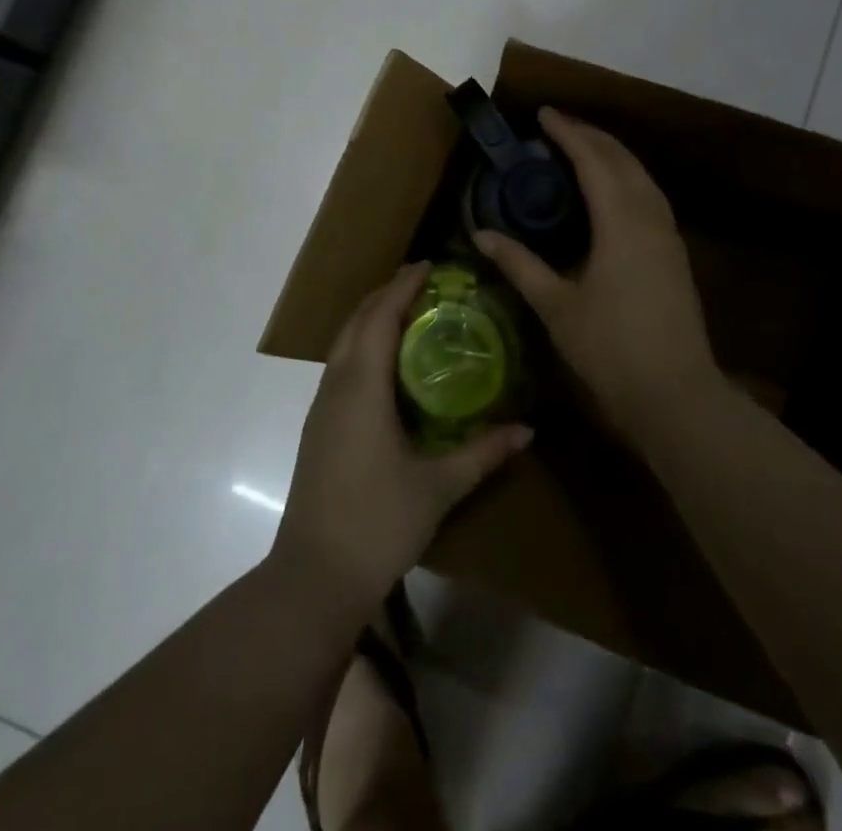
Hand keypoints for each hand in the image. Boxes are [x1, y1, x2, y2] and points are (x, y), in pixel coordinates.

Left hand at [273, 262, 532, 614]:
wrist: (314, 574)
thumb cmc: (378, 522)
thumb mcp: (439, 486)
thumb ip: (483, 453)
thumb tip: (527, 431)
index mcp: (362, 387)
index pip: (379, 316)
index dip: (402, 286)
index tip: (428, 266)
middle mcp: (336, 385)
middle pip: (356, 321)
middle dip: (385, 294)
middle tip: (422, 282)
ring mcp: (321, 406)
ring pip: (343, 342)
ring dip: (370, 318)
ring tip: (406, 311)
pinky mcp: (317, 426)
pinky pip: (340, 365)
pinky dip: (362, 344)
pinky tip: (385, 363)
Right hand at [475, 109, 719, 442]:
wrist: (676, 395)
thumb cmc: (611, 349)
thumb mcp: (556, 305)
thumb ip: (519, 264)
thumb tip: (482, 235)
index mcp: (621, 223)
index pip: (593, 161)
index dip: (568, 134)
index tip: (543, 115)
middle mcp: (650, 218)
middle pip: (623, 160)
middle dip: (591, 136)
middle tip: (557, 126)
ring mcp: (669, 236)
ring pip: (642, 176)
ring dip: (613, 154)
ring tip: (581, 147)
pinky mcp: (674, 254)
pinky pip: (650, 195)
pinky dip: (627, 178)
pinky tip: (611, 191)